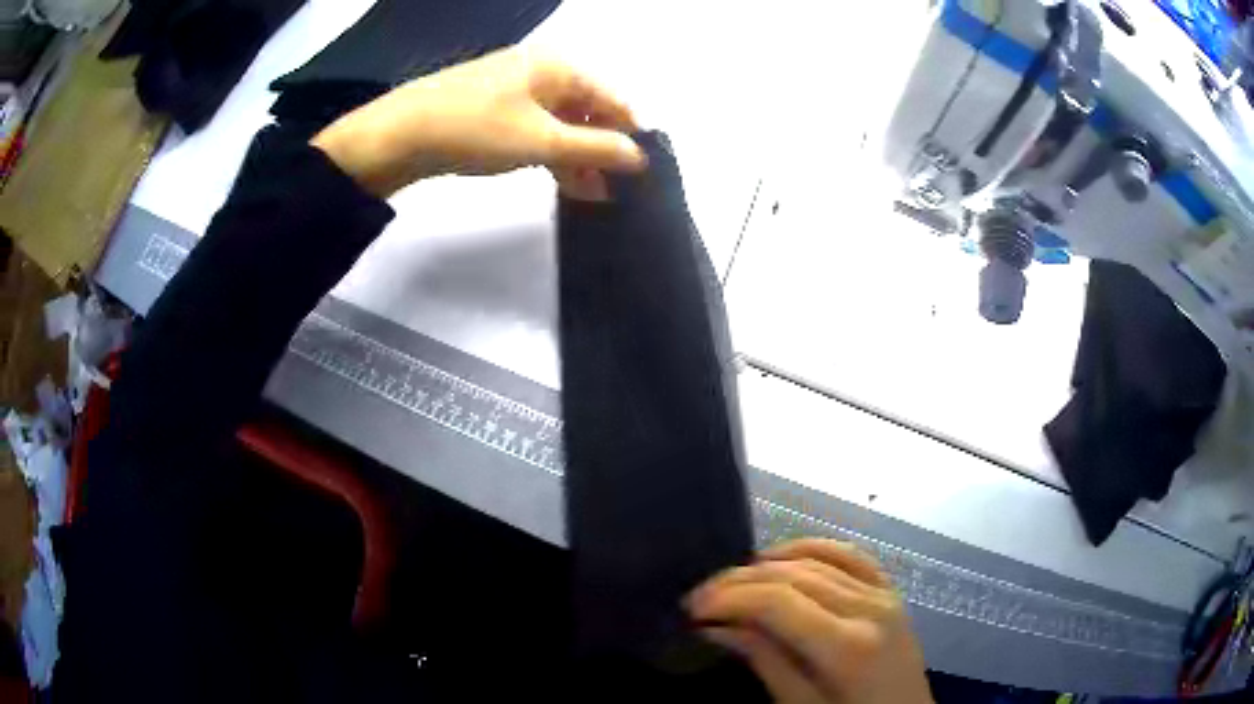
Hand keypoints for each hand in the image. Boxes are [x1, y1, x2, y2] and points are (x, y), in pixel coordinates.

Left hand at [310, 47, 646, 198]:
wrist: (398, 136)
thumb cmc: (476, 128)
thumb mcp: (543, 140)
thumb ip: (596, 148)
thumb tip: (641, 157)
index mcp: (560, 66)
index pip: (613, 99)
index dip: (630, 136)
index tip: (642, 174)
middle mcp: (542, 71)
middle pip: (588, 111)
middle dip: (602, 151)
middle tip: (615, 191)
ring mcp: (515, 90)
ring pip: (561, 123)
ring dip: (578, 157)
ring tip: (591, 195)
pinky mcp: (494, 110)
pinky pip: (536, 129)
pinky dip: (550, 153)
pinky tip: (560, 180)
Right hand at [686, 539, 933, 703]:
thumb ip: (766, 662)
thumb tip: (718, 627)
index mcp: (849, 646)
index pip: (778, 602)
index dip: (730, 598)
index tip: (693, 609)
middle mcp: (869, 608)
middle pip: (794, 575)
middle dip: (740, 581)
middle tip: (701, 598)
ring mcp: (885, 595)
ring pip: (818, 559)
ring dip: (769, 563)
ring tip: (733, 582)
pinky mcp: (891, 592)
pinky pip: (851, 556)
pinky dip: (813, 548)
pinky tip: (785, 556)